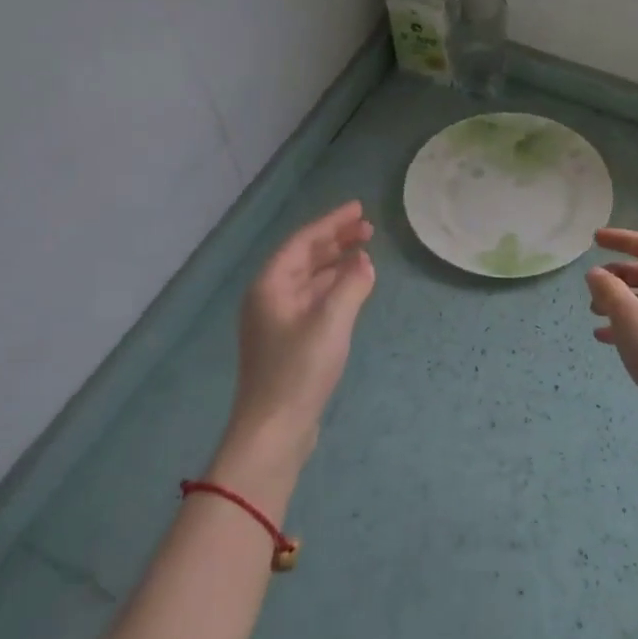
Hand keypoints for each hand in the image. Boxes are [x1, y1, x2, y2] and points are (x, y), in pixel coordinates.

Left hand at [219, 201, 375, 476]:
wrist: (275, 429)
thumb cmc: (299, 370)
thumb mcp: (330, 322)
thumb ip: (351, 285)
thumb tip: (364, 262)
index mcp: (270, 285)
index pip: (303, 241)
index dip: (331, 223)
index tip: (359, 209)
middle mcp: (269, 297)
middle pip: (304, 258)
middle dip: (335, 240)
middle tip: (368, 229)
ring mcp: (277, 321)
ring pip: (309, 280)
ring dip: (336, 264)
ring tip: (365, 253)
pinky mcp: (288, 342)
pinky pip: (313, 300)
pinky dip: (334, 288)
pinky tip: (353, 289)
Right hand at [586, 228, 637, 457]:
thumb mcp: (630, 318)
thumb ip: (609, 290)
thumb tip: (595, 273)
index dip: (626, 239)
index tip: (596, 240)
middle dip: (620, 273)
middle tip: (593, 282)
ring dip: (619, 300)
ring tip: (592, 311)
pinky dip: (624, 326)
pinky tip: (602, 338)